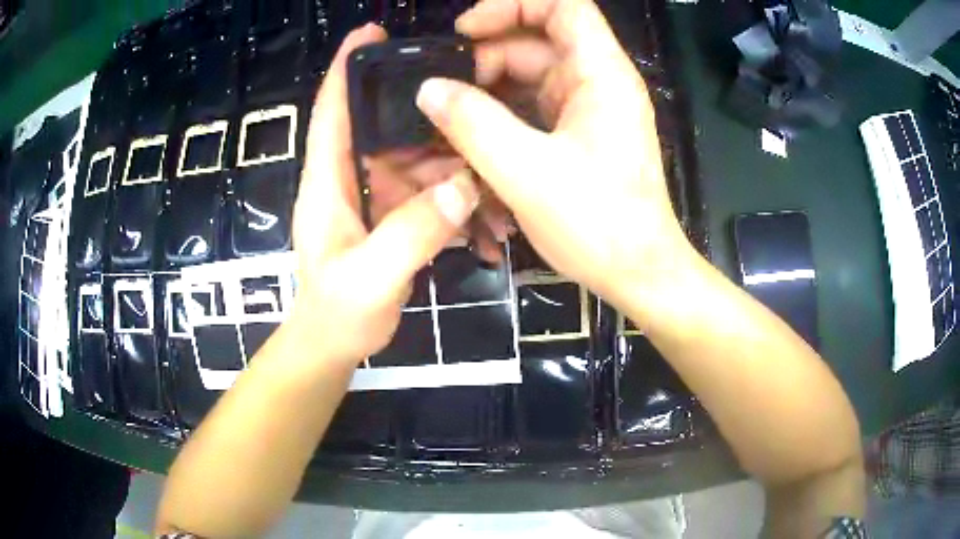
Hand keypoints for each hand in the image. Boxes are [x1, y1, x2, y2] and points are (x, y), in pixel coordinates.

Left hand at [289, 24, 479, 367]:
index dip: (346, 68)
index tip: (371, 33)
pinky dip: (454, 196)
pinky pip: (427, 190)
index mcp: (328, 182)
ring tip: (489, 174)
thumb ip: (411, 233)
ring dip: (452, 163)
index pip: (332, 112)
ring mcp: (373, 196)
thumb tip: (462, 185)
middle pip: (386, 126)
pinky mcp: (392, 215)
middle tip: (469, 101)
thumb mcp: (370, 278)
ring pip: (415, 158)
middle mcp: (349, 178)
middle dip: (424, 112)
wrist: (335, 345)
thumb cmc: (337, 313)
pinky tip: (482, 213)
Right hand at [415, 0, 697, 314]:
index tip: (466, 29)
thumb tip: (429, 89)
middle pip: (536, 41)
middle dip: (485, 57)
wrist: (637, 273)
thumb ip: (473, 124)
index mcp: (600, 74)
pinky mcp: (576, 135)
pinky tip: (472, 140)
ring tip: (448, 120)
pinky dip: (500, 116)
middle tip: (441, 88)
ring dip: (487, 92)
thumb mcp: (527, 171)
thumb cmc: (598, 224)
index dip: (513, 5)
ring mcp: (586, 109)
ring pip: (528, 77)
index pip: (562, 6)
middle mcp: (596, 82)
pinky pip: (531, 108)